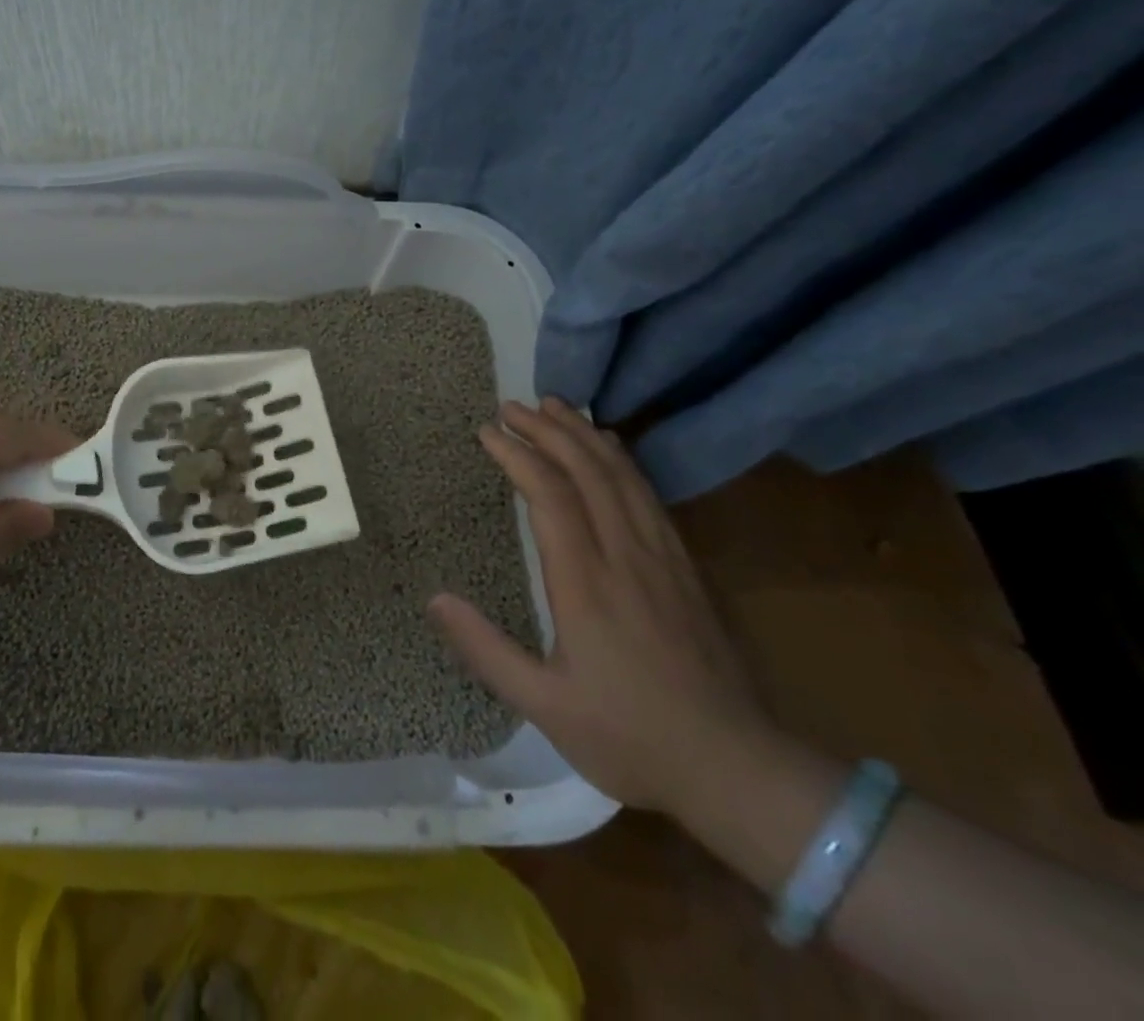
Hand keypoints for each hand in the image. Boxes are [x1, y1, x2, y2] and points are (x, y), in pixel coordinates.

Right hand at [428, 397, 769, 815]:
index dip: (517, 455)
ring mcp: (662, 558)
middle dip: (547, 430)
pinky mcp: (686, 568)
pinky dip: (622, 461)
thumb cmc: (631, 737)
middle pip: (587, 471)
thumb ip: (485, 649)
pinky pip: (649, 496)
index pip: (550, 495)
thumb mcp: (543, 705)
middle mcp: (626, 556)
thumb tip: (434, 599)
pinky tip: (610, 448)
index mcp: (586, 583)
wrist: (739, 770)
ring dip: (584, 434)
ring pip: (622, 476)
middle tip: (511, 405)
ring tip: (554, 406)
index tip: (486, 431)